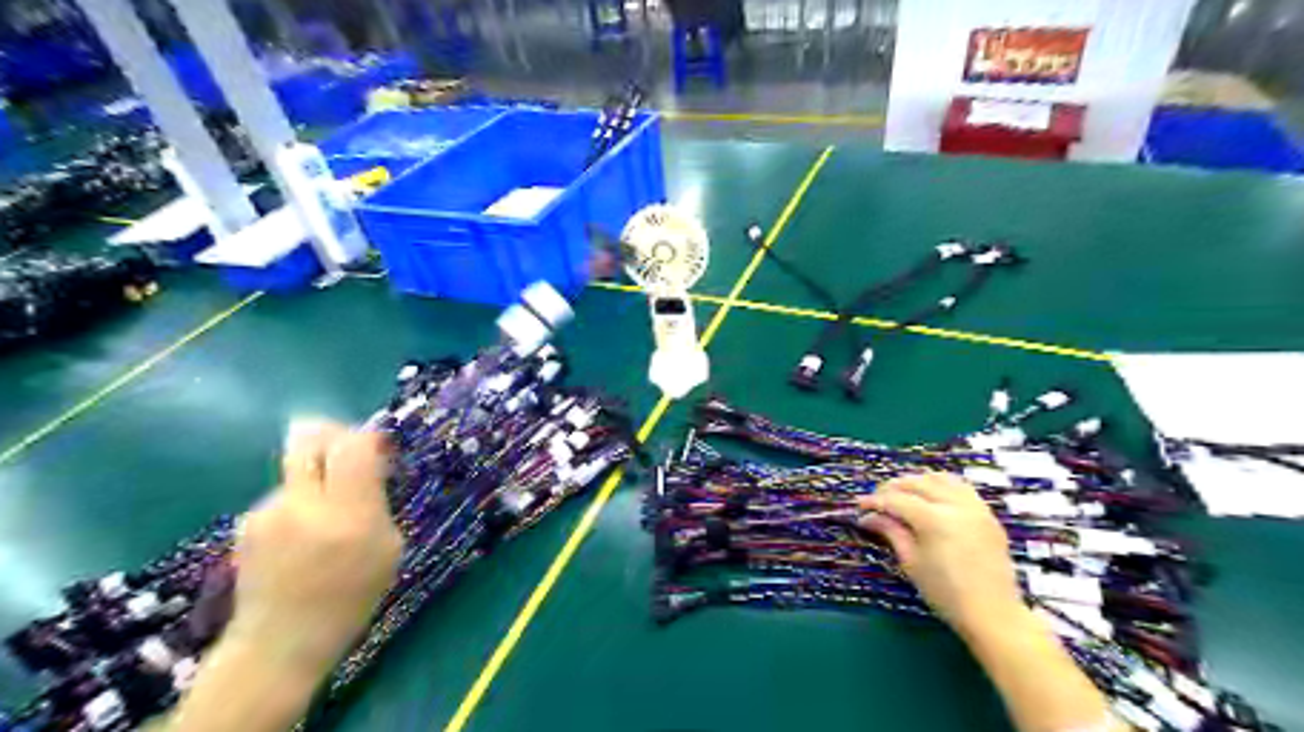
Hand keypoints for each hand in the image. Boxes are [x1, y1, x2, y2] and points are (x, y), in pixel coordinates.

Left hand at [226, 420, 403, 675]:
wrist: (282, 640)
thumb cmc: (352, 595)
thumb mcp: (388, 547)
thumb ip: (377, 501)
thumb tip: (371, 466)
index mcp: (348, 514)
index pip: (353, 446)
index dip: (368, 437)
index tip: (379, 448)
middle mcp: (303, 503)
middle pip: (310, 437)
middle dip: (332, 434)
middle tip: (349, 452)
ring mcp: (268, 511)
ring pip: (298, 468)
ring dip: (316, 477)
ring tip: (324, 515)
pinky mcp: (245, 522)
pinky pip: (283, 494)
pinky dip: (298, 502)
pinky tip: (300, 535)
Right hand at [857, 472, 1030, 636]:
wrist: (993, 614)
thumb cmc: (946, 593)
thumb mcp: (911, 562)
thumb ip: (891, 532)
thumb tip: (868, 518)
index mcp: (934, 520)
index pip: (897, 500)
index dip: (875, 501)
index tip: (860, 506)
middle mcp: (956, 506)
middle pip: (917, 483)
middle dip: (893, 487)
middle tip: (877, 499)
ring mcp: (975, 507)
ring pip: (940, 478)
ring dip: (917, 481)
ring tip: (902, 493)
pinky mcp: (987, 514)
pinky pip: (961, 487)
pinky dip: (941, 485)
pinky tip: (930, 496)